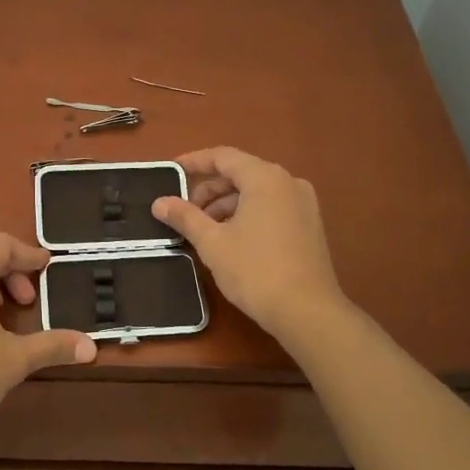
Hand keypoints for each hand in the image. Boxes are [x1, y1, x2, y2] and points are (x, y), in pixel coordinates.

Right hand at [152, 147, 349, 343]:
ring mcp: (304, 204)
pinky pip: (271, 207)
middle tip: (185, 211)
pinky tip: (230, 239)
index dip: (194, 162)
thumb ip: (185, 216)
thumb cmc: (256, 271)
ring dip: (226, 204)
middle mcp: (288, 182)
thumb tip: (159, 202)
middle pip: (240, 173)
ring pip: (256, 192)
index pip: (223, 157)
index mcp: (265, 178)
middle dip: (209, 190)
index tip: (171, 172)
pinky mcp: (310, 225)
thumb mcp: (212, 243)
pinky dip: (247, 214)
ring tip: (204, 230)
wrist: (308, 313)